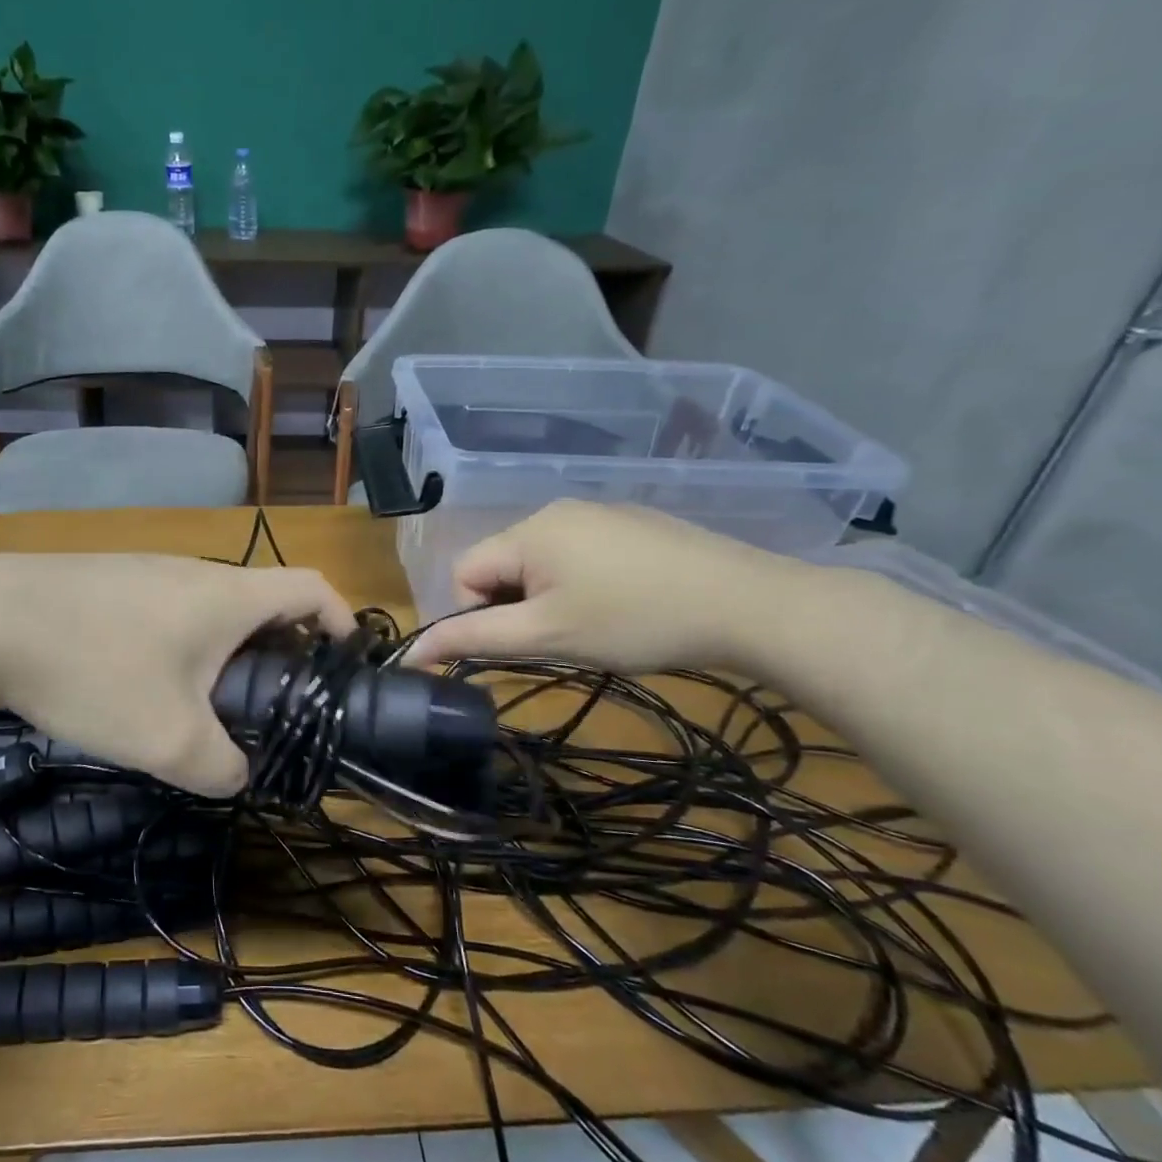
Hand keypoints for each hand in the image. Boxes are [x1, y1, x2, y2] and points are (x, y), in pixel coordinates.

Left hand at [0, 553, 354, 796]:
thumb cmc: (96, 670)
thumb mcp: (169, 740)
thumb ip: (222, 768)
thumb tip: (236, 774)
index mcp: (229, 597)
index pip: (312, 589)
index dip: (343, 621)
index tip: (345, 667)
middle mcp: (194, 573)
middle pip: (262, 604)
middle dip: (280, 655)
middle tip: (271, 711)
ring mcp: (146, 572)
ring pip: (209, 611)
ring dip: (223, 655)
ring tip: (203, 709)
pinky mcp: (107, 582)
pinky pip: (164, 612)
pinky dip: (179, 648)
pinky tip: (140, 688)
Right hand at [402, 501, 797, 672]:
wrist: (750, 605)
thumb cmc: (634, 620)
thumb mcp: (545, 635)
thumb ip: (472, 639)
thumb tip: (411, 651)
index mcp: (529, 529)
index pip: (464, 572)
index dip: (478, 615)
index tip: (523, 643)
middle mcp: (556, 510)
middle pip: (501, 565)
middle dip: (516, 607)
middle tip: (560, 639)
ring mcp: (599, 513)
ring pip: (540, 563)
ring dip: (547, 597)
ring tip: (594, 625)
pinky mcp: (632, 525)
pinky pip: (579, 554)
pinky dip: (582, 583)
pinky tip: (624, 606)